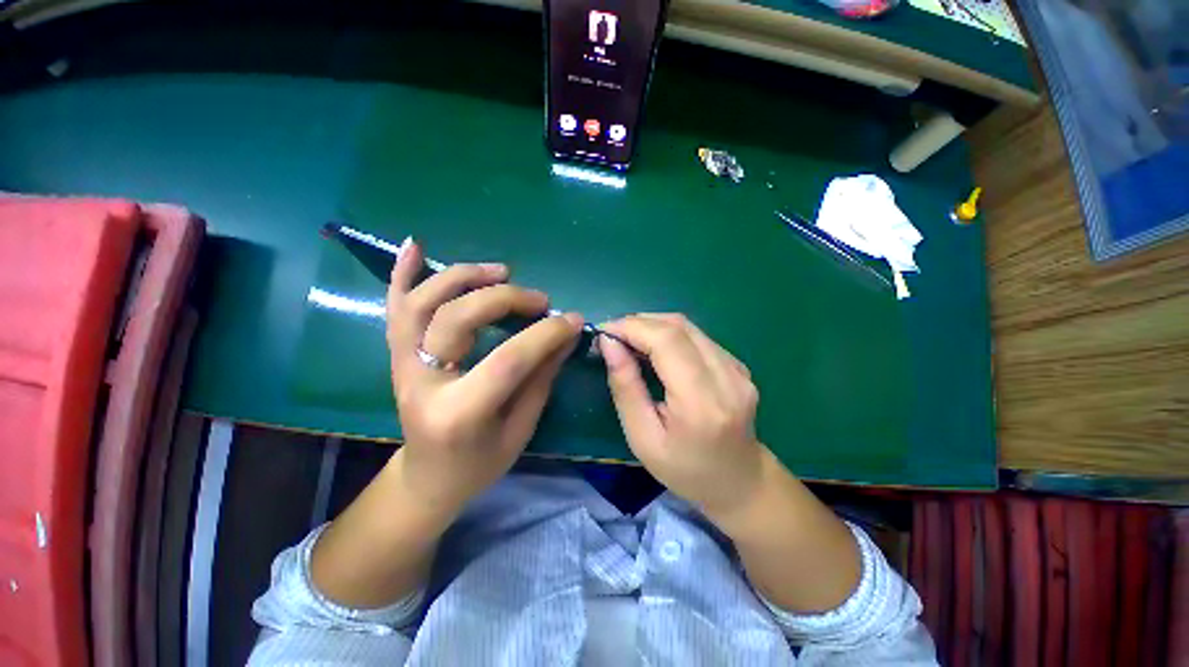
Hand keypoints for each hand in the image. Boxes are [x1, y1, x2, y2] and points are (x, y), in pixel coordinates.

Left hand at [386, 239, 582, 516]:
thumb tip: (566, 335)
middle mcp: (422, 382)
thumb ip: (541, 377)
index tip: (573, 319)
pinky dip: (402, 273)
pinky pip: (394, 308)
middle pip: (458, 319)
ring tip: (500, 270)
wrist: (428, 479)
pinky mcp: (397, 355)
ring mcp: (401, 365)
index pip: (508, 359)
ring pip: (422, 303)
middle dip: (506, 299)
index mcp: (459, 413)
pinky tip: (416, 244)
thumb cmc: (479, 463)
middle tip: (540, 300)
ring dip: (462, 276)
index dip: (546, 334)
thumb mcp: (521, 428)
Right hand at [599, 314, 765, 520]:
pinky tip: (654, 349)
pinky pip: (698, 337)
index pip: (666, 341)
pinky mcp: (738, 365)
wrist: (739, 482)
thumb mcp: (642, 437)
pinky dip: (669, 334)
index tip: (603, 332)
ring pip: (688, 326)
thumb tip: (609, 344)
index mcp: (702, 401)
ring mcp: (737, 368)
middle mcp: (727, 376)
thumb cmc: (684, 470)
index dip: (631, 327)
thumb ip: (625, 387)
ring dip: (653, 325)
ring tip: (628, 340)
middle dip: (638, 323)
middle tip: (613, 336)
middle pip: (678, 326)